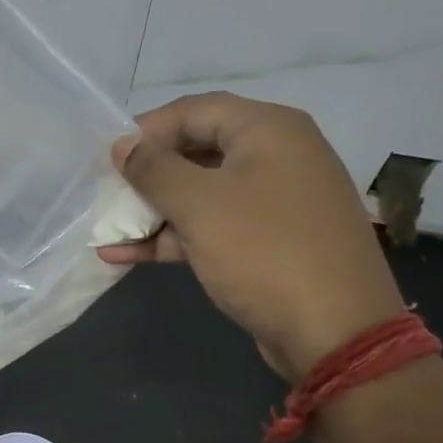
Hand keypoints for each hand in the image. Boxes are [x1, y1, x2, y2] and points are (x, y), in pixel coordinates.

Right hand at [98, 93, 406, 377]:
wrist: (336, 333)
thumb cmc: (264, 252)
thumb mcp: (199, 205)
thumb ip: (153, 170)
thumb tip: (122, 146)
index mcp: (269, 130)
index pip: (195, 110)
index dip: (146, 129)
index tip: (108, 156)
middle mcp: (277, 156)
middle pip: (197, 150)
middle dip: (147, 174)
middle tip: (107, 192)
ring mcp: (274, 202)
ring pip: (202, 194)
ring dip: (153, 211)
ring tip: (106, 229)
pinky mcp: (268, 243)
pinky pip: (214, 227)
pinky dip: (174, 237)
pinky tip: (125, 255)